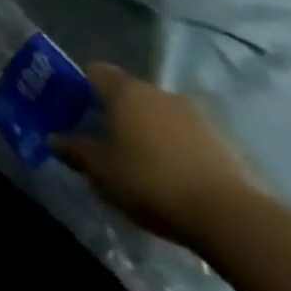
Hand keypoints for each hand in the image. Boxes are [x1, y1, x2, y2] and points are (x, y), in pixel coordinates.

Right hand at [52, 63, 269, 250]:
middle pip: (129, 93)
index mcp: (126, 91)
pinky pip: (188, 138)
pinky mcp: (228, 145)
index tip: (72, 111)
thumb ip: (74, 149)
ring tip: (140, 163)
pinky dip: (176, 150)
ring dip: (148, 132)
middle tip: (103, 140)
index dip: (79, 87)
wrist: (235, 219)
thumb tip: (55, 139)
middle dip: (114, 112)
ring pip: (160, 116)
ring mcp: (199, 118)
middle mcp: (161, 93)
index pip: (93, 71)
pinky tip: (172, 178)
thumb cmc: (151, 181)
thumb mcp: (99, 170)